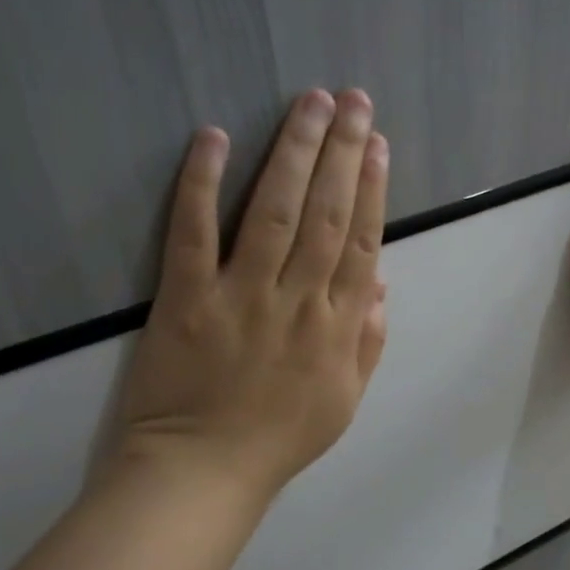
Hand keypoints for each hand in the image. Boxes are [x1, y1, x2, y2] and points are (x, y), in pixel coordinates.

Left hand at [112, 88, 389, 503]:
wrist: (204, 471)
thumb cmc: (278, 438)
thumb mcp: (345, 400)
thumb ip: (368, 341)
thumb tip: (381, 281)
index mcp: (338, 325)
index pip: (362, 241)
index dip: (373, 188)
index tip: (378, 143)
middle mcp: (298, 300)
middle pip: (326, 213)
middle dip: (343, 151)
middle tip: (352, 99)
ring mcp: (241, 295)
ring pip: (273, 211)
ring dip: (294, 152)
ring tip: (310, 103)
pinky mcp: (187, 298)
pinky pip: (194, 232)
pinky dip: (202, 183)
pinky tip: (214, 137)